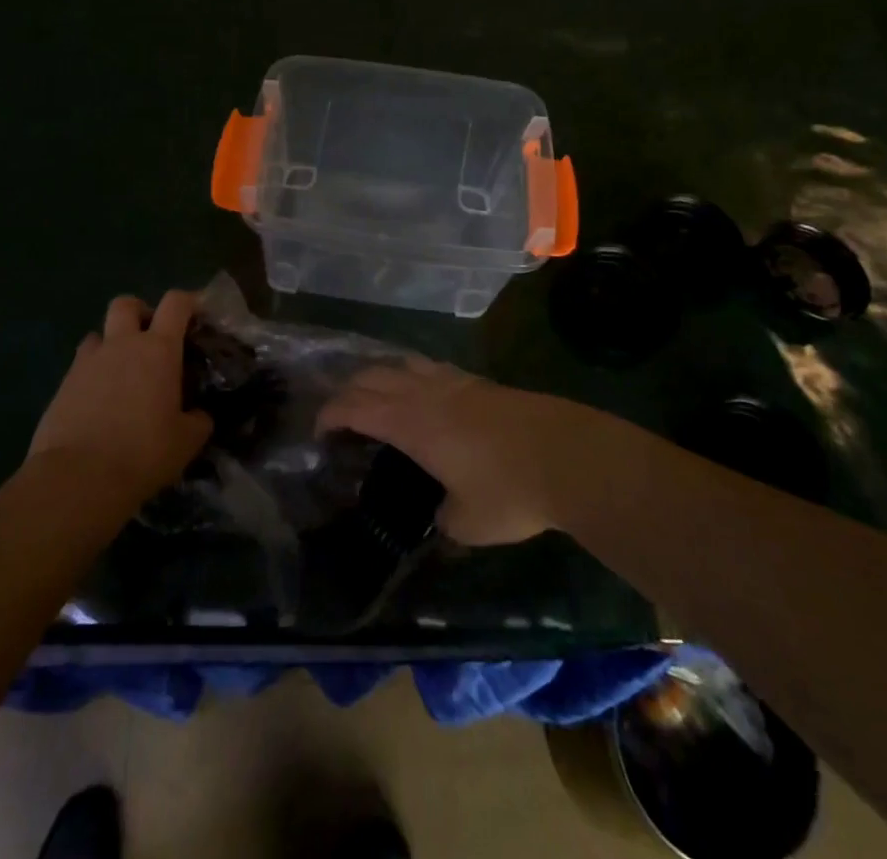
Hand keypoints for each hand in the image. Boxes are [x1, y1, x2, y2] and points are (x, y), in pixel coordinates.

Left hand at [27, 291, 213, 507]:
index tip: (196, 314)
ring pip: (98, 333)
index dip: (188, 302)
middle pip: (126, 304)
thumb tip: (199, 415)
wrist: (78, 478)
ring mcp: (88, 362)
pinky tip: (99, 402)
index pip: (176, 303)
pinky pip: (80, 366)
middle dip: (139, 312)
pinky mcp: (62, 385)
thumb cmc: (143, 452)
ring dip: (111, 344)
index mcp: (159, 349)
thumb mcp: (187, 441)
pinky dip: (92, 374)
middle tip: (150, 338)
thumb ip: (198, 420)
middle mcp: (122, 344)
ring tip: (121, 373)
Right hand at [315, 357, 592, 545]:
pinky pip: (431, 368)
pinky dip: (412, 375)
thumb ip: (444, 517)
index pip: (355, 407)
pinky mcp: (479, 382)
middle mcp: (425, 394)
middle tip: (339, 416)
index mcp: (411, 424)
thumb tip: (441, 512)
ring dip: (379, 377)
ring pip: (402, 364)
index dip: (330, 415)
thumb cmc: (510, 491)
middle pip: (372, 376)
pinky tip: (423, 392)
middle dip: (347, 391)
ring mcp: (454, 382)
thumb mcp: (468, 523)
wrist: (569, 456)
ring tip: (375, 398)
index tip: (318, 432)